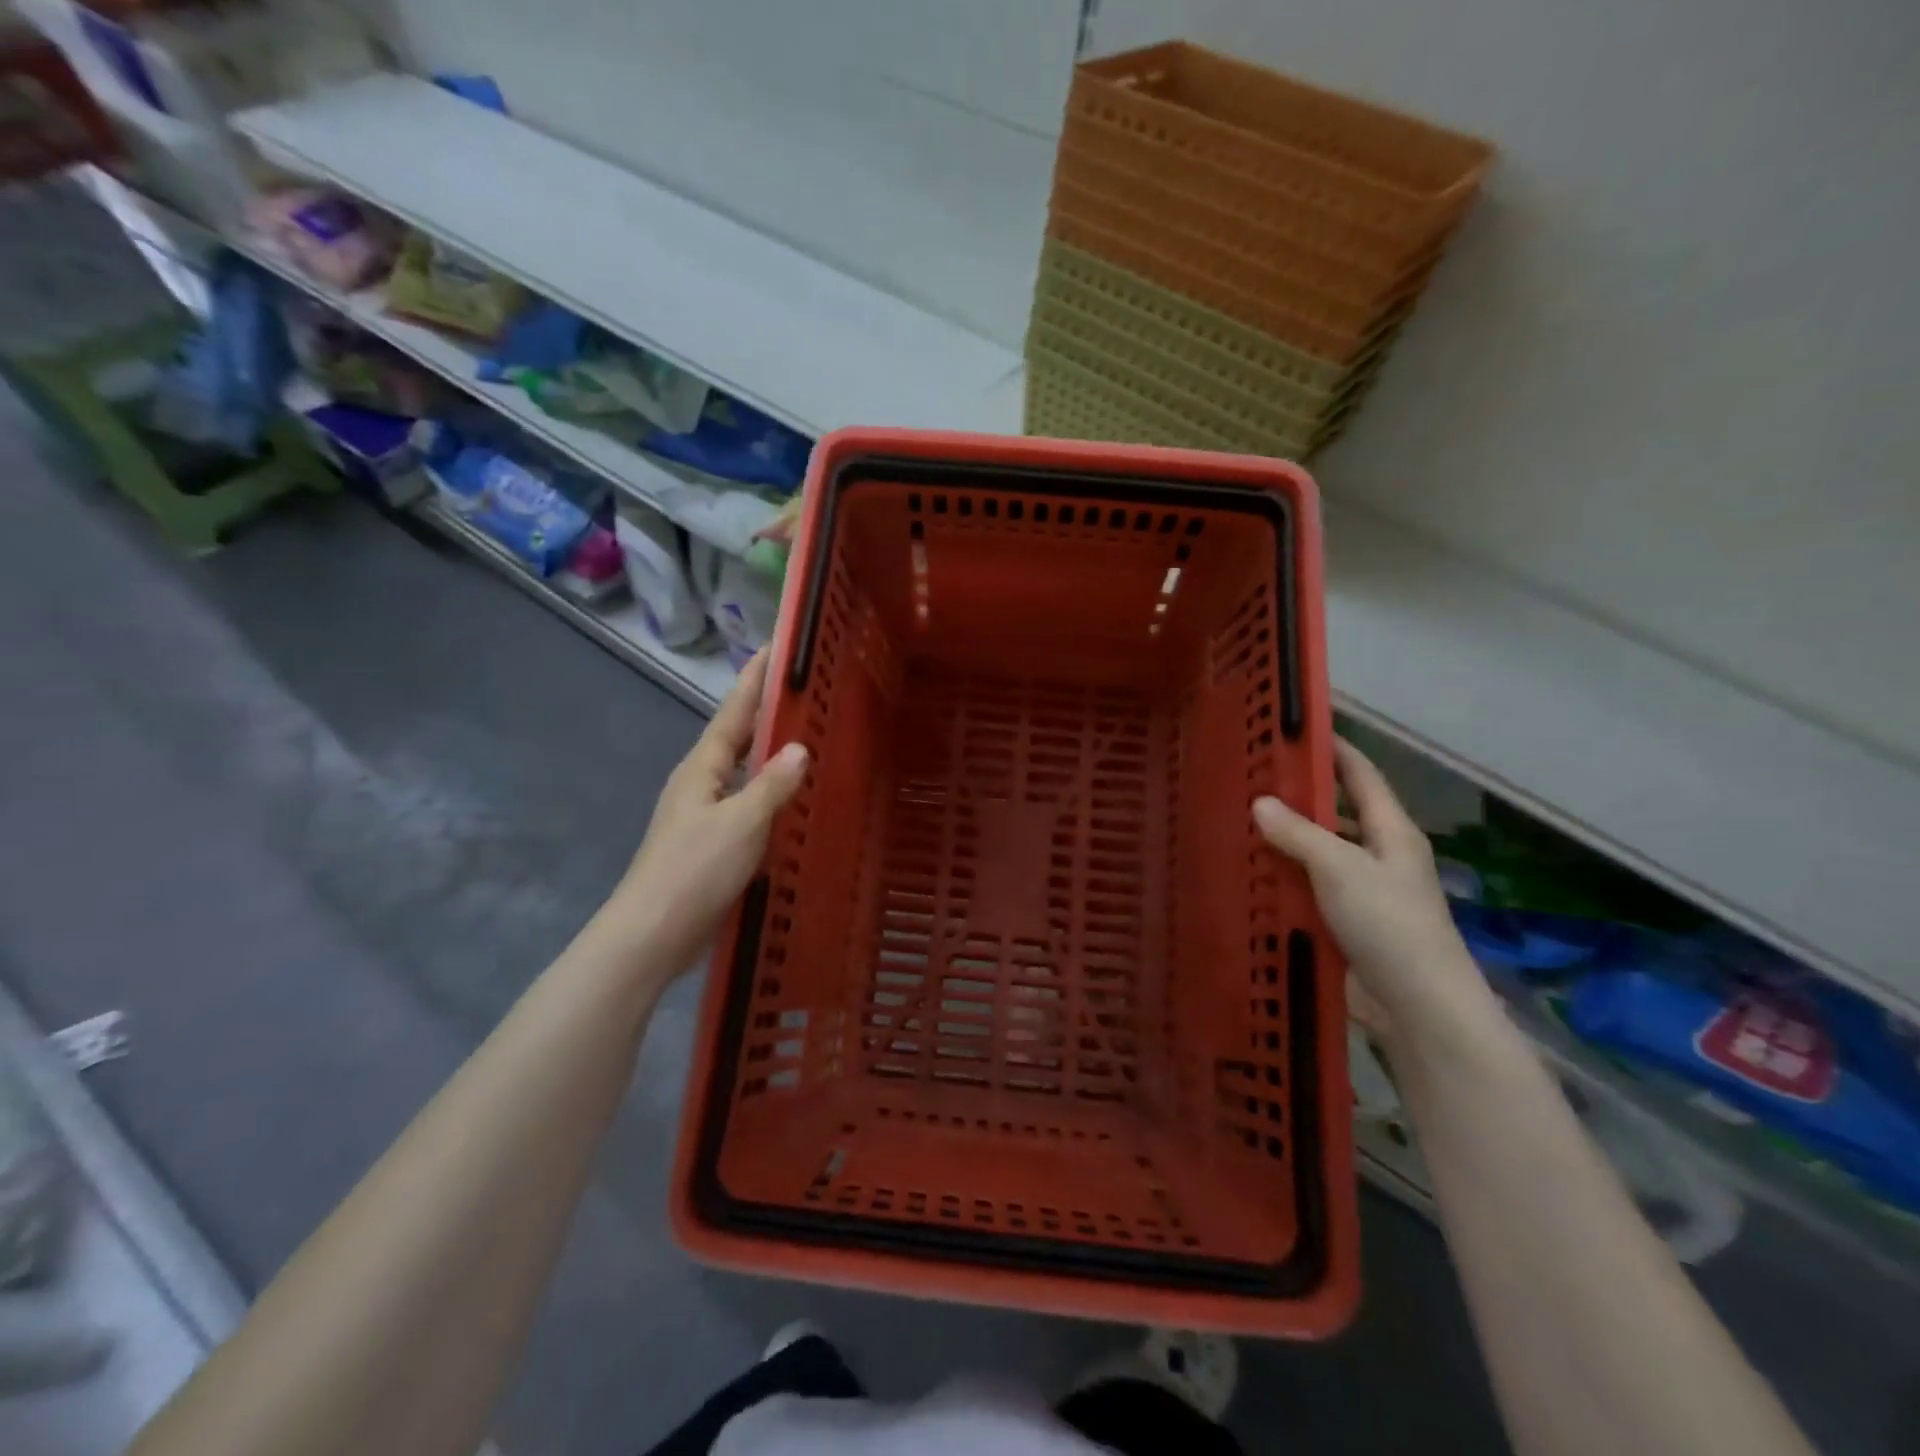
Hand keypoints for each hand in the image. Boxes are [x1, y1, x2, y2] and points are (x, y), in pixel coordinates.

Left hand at [598, 651, 809, 977]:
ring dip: (767, 752)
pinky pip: (745, 802)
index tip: (774, 648)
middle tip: (801, 690)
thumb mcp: (741, 822)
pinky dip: (767, 791)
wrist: (653, 933)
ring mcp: (702, 814)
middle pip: (736, 737)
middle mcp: (699, 782)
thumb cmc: (695, 869)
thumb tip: (800, 748)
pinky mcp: (710, 842)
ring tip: (803, 737)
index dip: (754, 680)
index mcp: (702, 768)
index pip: (734, 712)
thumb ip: (772, 784)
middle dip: (764, 711)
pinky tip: (788, 800)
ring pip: (741, 771)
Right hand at [1253, 740, 1486, 1026]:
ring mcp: (1363, 890)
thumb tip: (1260, 802)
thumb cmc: (1388, 924)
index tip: (1295, 727)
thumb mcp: (1341, 868)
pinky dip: (1283, 877)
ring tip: (1238, 820)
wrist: (1417, 1005)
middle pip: (1337, 812)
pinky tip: (1250, 873)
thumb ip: (1300, 834)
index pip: (1360, 775)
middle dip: (1298, 794)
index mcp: (1391, 831)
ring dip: (1286, 838)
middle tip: (1249, 777)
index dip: (1333, 748)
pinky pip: (1309, 886)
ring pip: (1319, 851)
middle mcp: (1379, 854)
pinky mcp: (1346, 921)